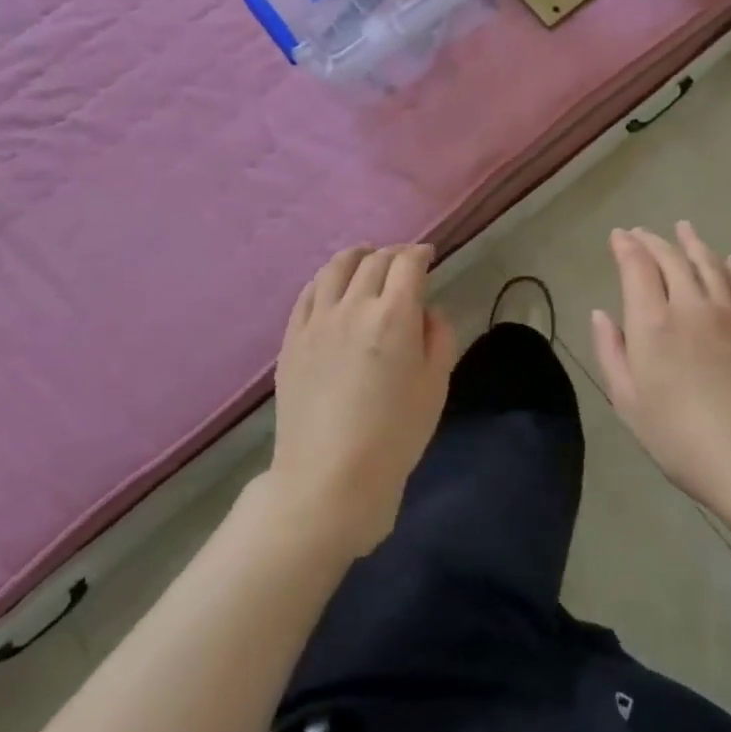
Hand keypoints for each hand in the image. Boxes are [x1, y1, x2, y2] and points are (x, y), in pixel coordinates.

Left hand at [265, 244, 459, 557]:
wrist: (329, 478)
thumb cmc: (394, 436)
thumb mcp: (435, 386)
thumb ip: (438, 337)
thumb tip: (426, 312)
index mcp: (394, 316)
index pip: (408, 264)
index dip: (421, 253)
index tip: (429, 256)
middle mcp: (353, 306)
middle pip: (374, 260)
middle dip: (394, 253)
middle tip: (404, 260)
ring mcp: (317, 321)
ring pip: (336, 267)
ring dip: (357, 256)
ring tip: (366, 258)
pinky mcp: (292, 339)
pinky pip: (308, 293)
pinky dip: (326, 278)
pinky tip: (332, 285)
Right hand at [591, 222, 730, 514]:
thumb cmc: (676, 435)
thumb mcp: (627, 399)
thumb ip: (611, 350)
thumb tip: (601, 313)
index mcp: (653, 322)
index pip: (638, 267)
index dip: (626, 247)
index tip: (618, 235)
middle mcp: (689, 306)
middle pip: (672, 259)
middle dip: (652, 241)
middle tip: (640, 233)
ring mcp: (726, 316)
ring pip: (707, 265)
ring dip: (691, 243)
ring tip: (683, 228)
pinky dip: (727, 268)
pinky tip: (726, 260)